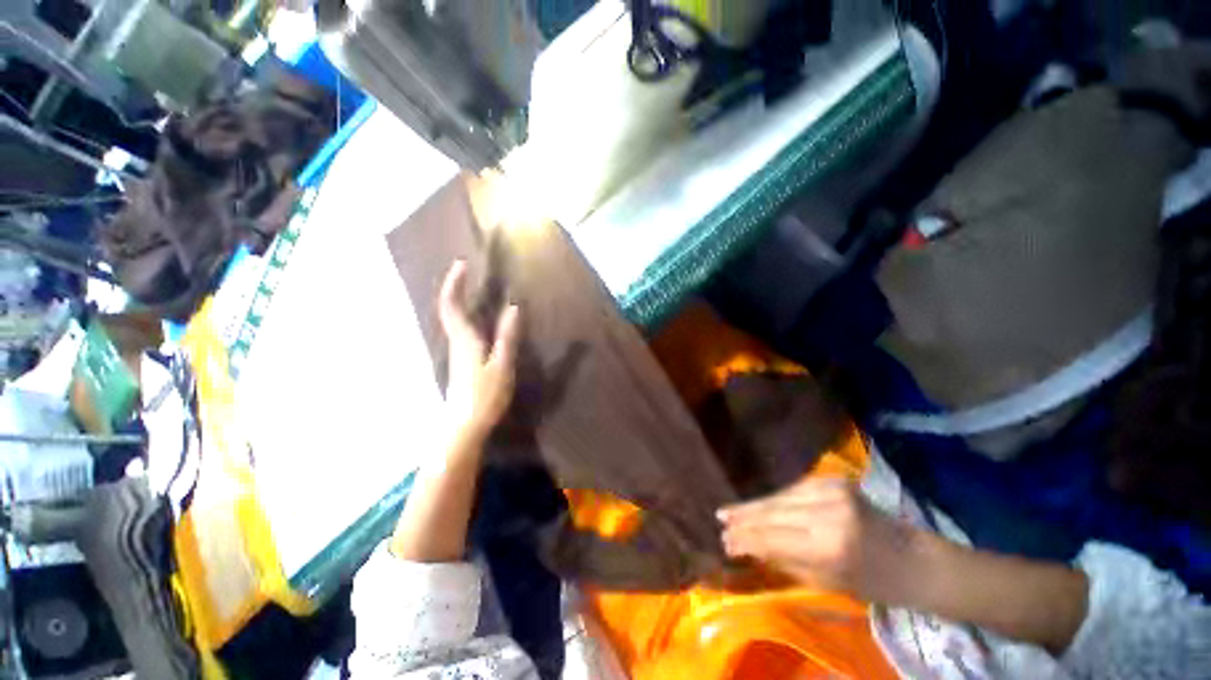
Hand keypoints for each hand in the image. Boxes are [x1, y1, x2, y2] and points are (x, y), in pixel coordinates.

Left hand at [439, 260, 520, 442]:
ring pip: (454, 320)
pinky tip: (481, 320)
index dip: (454, 284)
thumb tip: (513, 307)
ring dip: (460, 301)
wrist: (464, 427)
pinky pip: (462, 331)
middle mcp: (457, 343)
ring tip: (474, 289)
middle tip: (468, 272)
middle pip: (450, 310)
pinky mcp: (462, 362)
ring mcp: (458, 353)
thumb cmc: (484, 396)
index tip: (462, 264)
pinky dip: (467, 317)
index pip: (452, 306)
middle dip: (456, 288)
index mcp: (465, 340)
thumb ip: (507, 336)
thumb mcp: (502, 365)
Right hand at [718, 478, 923, 604]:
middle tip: (720, 519)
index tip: (724, 540)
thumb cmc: (874, 583)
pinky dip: (774, 498)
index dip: (746, 538)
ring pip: (780, 496)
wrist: (915, 559)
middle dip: (744, 517)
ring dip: (754, 505)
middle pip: (773, 511)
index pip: (773, 537)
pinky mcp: (834, 480)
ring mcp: (831, 490)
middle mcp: (827, 511)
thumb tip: (747, 547)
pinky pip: (793, 490)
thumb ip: (784, 560)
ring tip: (731, 511)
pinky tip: (759, 504)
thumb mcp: (826, 582)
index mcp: (829, 545)